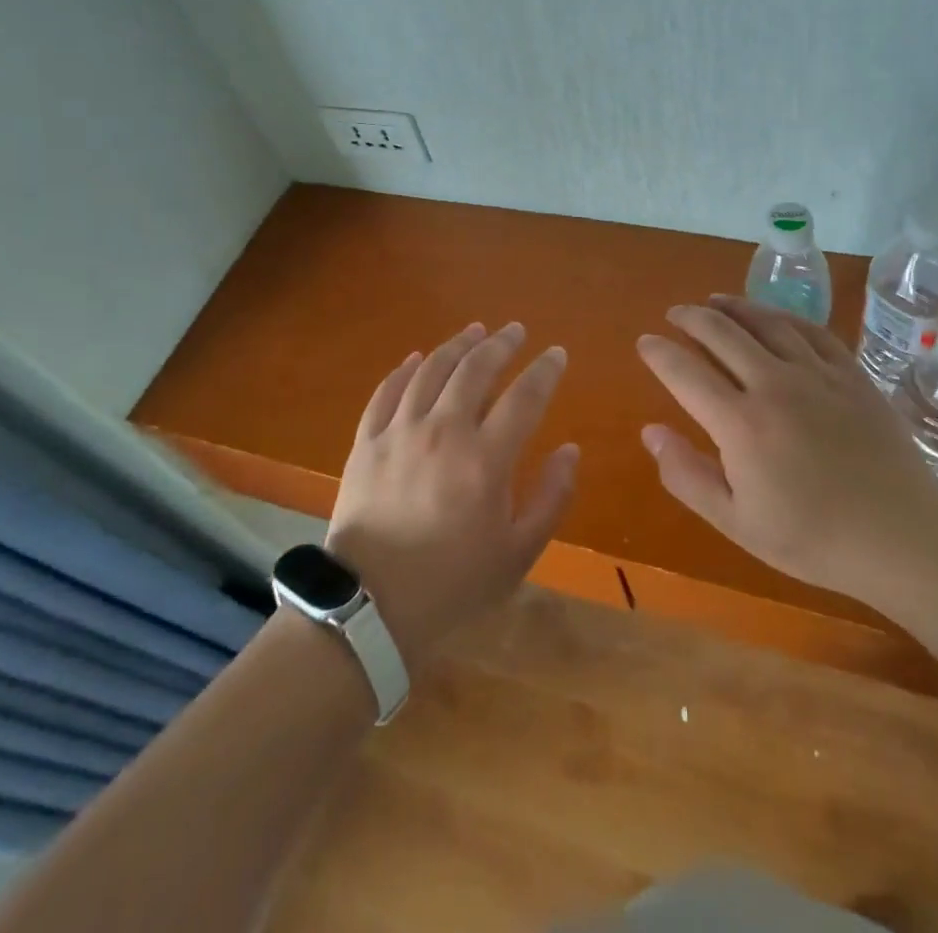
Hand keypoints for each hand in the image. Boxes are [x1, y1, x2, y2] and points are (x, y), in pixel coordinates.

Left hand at [327, 322, 578, 665]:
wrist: (369, 608)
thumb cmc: (453, 584)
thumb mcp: (518, 553)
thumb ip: (552, 498)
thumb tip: (570, 450)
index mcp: (486, 460)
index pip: (525, 397)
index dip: (545, 370)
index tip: (556, 353)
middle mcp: (443, 432)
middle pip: (476, 369)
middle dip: (501, 344)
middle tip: (516, 330)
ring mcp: (400, 433)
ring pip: (431, 370)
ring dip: (457, 345)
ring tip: (475, 331)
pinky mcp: (367, 442)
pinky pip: (387, 392)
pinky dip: (405, 370)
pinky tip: (417, 358)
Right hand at [636, 296, 937, 595]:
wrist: (901, 535)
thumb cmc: (812, 538)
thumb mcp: (736, 522)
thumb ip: (687, 475)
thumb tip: (650, 431)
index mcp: (740, 423)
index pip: (685, 372)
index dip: (659, 353)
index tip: (645, 342)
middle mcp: (774, 385)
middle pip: (722, 333)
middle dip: (691, 318)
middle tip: (675, 313)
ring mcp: (817, 374)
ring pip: (766, 322)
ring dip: (734, 307)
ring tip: (715, 301)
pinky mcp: (851, 373)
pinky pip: (811, 330)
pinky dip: (784, 317)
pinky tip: (774, 317)